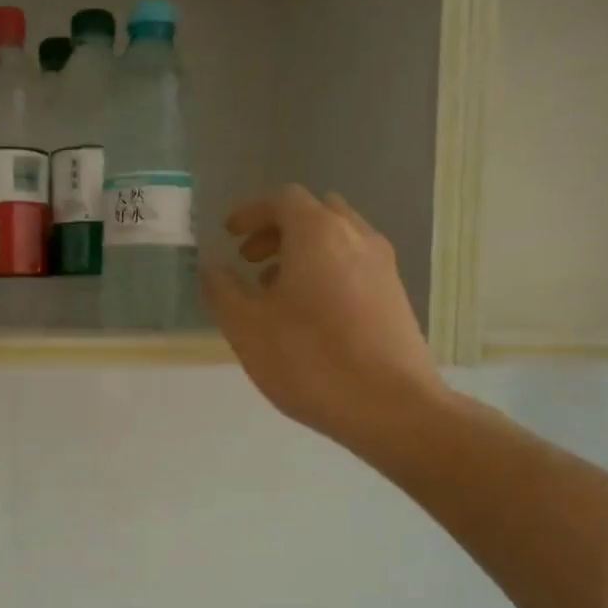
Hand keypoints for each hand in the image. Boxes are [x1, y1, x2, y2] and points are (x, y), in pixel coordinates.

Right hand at [203, 186, 448, 449]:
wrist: (391, 407)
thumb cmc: (310, 360)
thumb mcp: (246, 327)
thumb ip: (222, 290)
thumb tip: (212, 266)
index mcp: (319, 234)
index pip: (283, 200)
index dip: (251, 212)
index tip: (229, 234)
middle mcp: (357, 237)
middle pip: (315, 213)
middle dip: (278, 229)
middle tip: (250, 259)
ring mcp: (383, 266)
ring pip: (337, 240)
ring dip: (302, 252)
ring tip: (274, 290)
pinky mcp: (395, 297)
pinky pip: (354, 265)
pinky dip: (325, 271)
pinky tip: (308, 314)